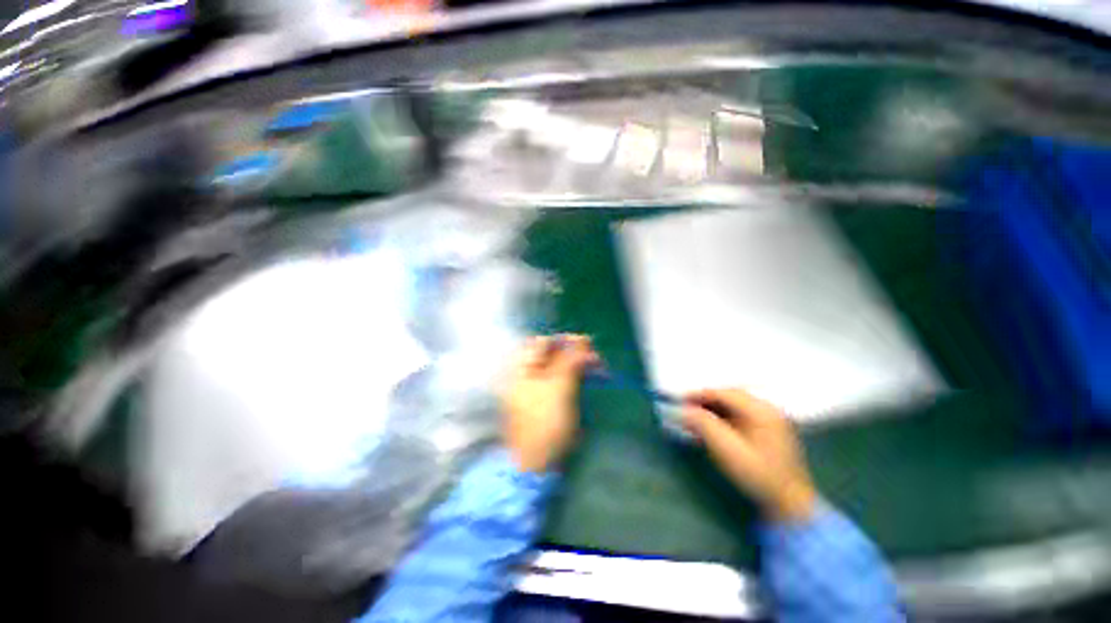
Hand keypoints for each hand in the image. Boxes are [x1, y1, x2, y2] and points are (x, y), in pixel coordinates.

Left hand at [500, 335, 598, 472]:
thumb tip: (584, 339)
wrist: (537, 462)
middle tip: (596, 357)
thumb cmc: (545, 421)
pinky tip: (591, 378)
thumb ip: (570, 360)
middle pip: (552, 355)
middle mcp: (527, 374)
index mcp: (522, 368)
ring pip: (560, 367)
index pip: (543, 343)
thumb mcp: (558, 386)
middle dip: (575, 352)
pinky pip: (563, 380)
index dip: (565, 340)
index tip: (587, 343)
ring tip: (598, 367)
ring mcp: (537, 388)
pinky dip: (577, 376)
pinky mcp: (548, 399)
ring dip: (579, 364)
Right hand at [682, 388, 816, 522]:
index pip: (723, 393)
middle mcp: (767, 409)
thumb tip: (681, 409)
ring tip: (693, 419)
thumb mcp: (726, 449)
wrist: (790, 506)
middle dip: (704, 401)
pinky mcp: (767, 432)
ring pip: (733, 407)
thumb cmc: (758, 476)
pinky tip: (709, 429)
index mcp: (762, 410)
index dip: (698, 395)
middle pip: (728, 397)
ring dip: (711, 410)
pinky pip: (739, 417)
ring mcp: (769, 421)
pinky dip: (721, 419)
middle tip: (684, 409)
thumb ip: (703, 424)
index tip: (678, 400)